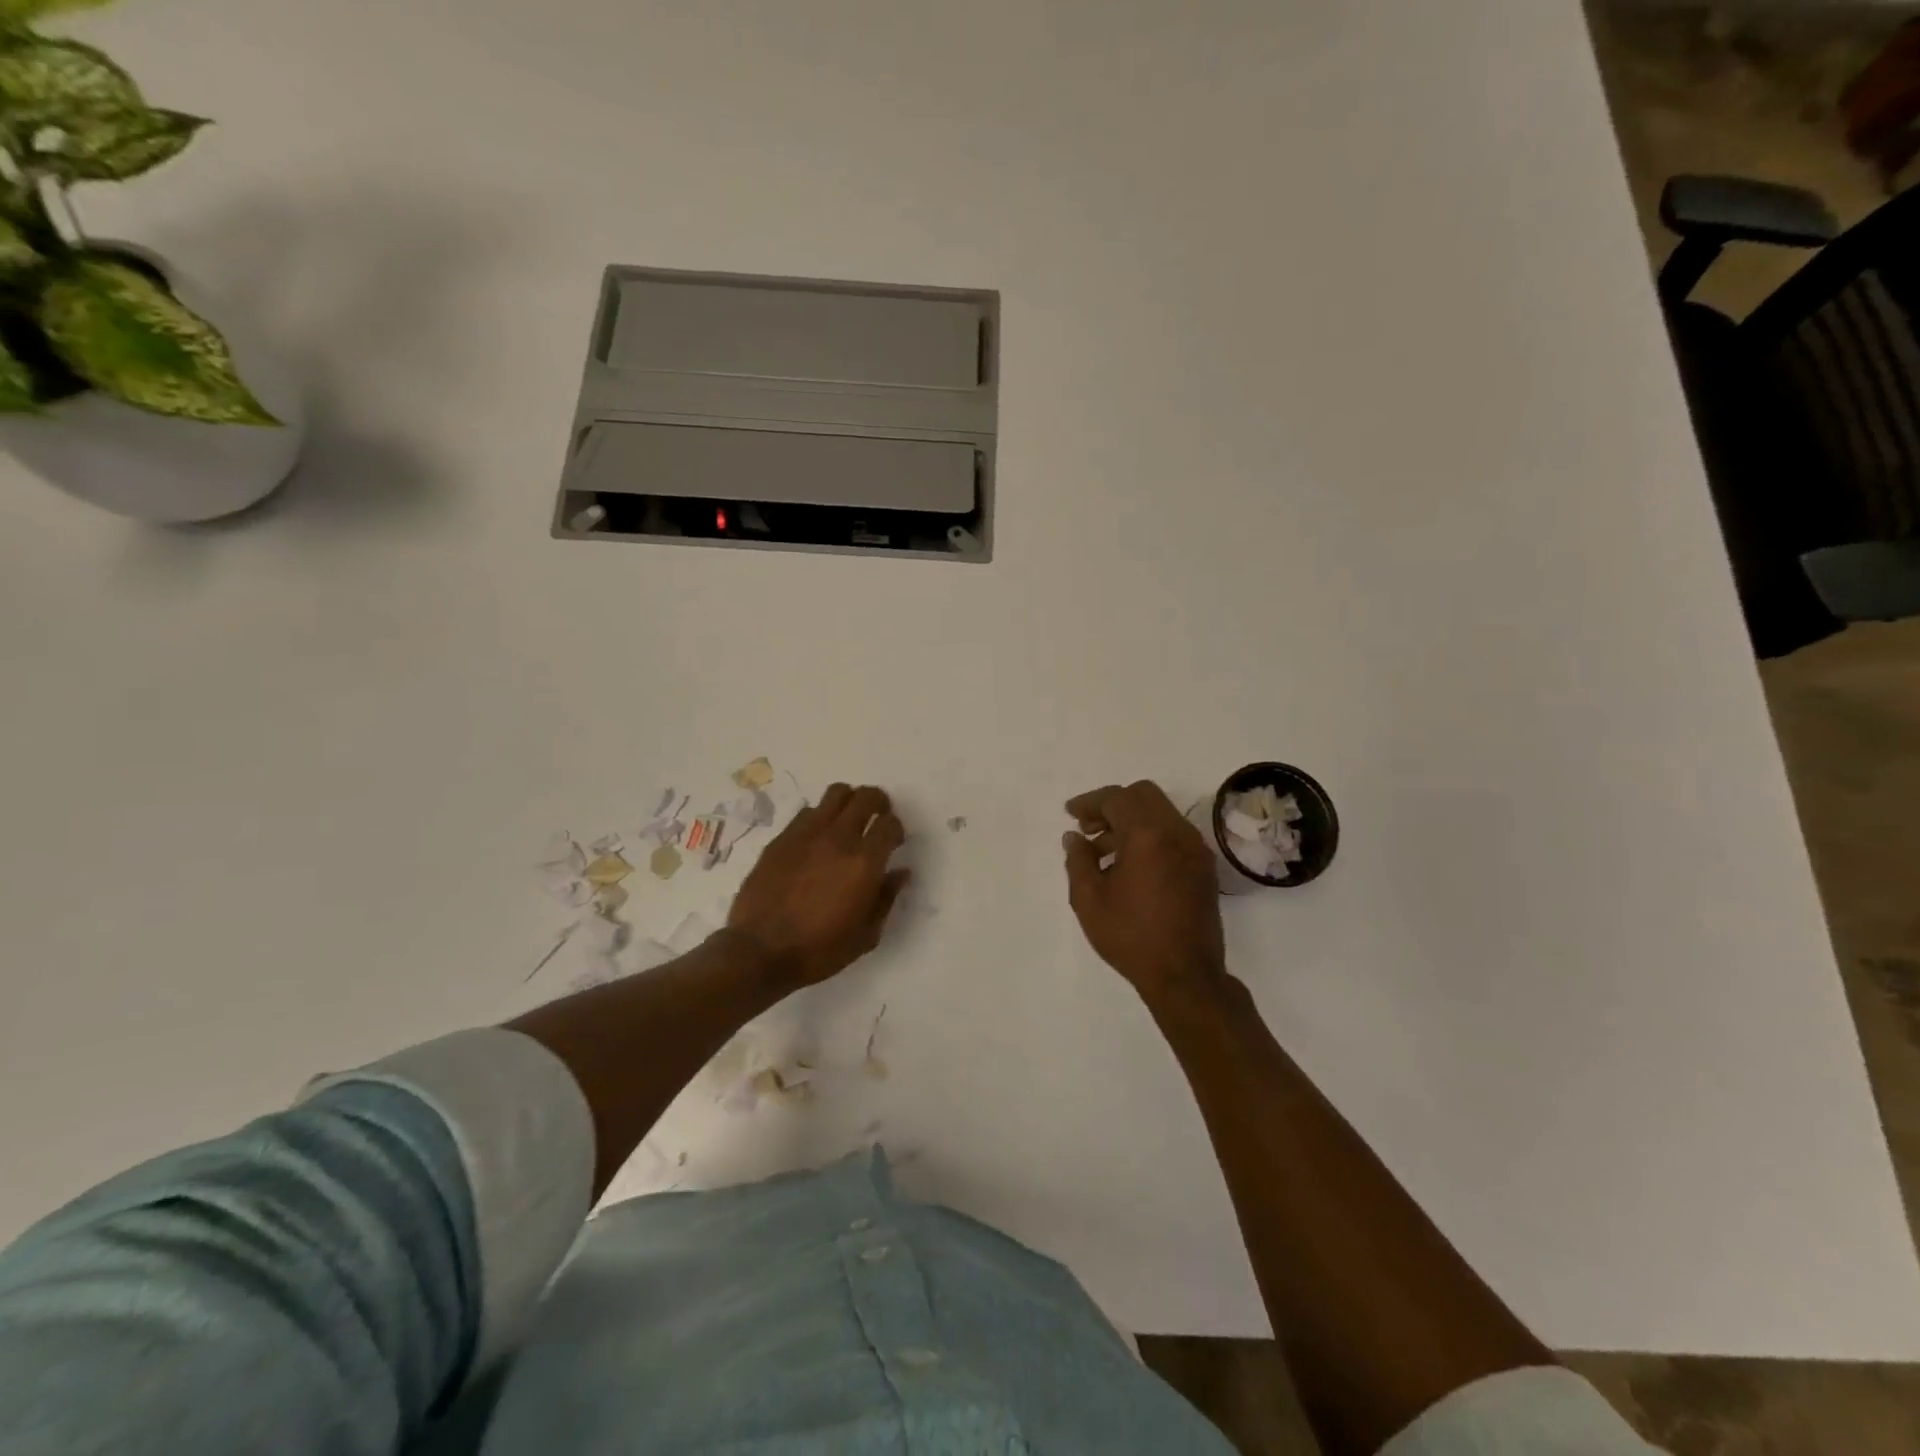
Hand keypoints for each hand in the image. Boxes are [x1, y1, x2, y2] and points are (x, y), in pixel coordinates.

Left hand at [728, 783, 910, 990]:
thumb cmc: (819, 950)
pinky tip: (817, 838)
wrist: (759, 952)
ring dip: (849, 801)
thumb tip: (900, 872)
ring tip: (848, 819)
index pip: (889, 824)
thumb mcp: (866, 935)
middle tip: (877, 816)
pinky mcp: (782, 838)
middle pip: (865, 797)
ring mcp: (807, 834)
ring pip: (836, 794)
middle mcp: (839, 838)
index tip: (894, 841)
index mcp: (865, 862)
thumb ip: (886, 898)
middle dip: (878, 802)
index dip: (896, 828)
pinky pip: (808, 812)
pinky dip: (820, 817)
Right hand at [1063, 780, 1227, 1004]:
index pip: (1117, 799)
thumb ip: (1078, 861)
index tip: (1070, 814)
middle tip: (1089, 827)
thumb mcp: (1089, 900)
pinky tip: (1129, 865)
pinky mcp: (1203, 867)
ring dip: (1131, 821)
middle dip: (1112, 805)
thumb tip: (1075, 837)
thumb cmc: (1132, 937)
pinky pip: (1173, 834)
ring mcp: (1195, 849)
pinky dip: (1149, 836)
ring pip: (1160, 814)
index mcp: (1148, 835)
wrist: (1185, 976)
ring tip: (1102, 852)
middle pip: (1143, 795)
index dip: (1089, 802)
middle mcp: (1177, 833)